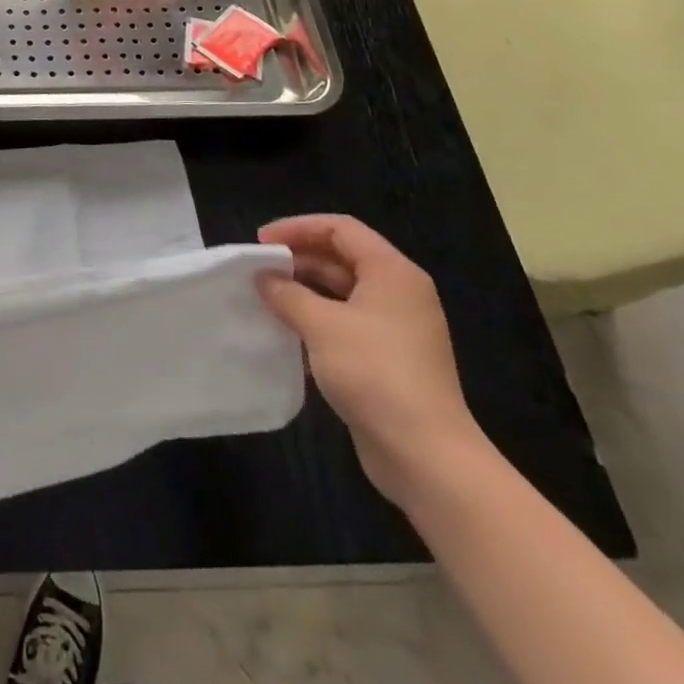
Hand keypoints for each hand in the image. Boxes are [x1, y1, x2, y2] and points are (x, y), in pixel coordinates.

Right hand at [256, 215, 488, 509]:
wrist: (425, 454)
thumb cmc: (374, 373)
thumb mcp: (321, 325)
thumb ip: (287, 294)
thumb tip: (263, 278)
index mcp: (392, 273)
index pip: (341, 229)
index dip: (298, 228)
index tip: (260, 243)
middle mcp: (399, 294)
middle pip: (342, 258)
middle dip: (298, 259)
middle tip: (258, 270)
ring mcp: (396, 329)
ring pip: (342, 292)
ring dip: (303, 291)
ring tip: (265, 298)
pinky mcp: (388, 360)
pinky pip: (345, 323)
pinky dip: (316, 320)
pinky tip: (286, 332)